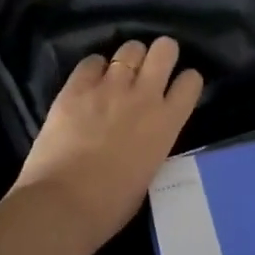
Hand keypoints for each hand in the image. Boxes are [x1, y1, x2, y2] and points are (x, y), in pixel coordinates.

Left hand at [12, 38, 203, 248]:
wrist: (63, 205)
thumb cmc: (111, 205)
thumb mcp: (149, 172)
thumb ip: (153, 144)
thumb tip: (144, 138)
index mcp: (167, 122)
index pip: (191, 81)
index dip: (185, 82)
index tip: (176, 89)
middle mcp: (144, 95)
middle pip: (165, 49)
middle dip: (161, 54)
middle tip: (151, 69)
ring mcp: (109, 87)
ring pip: (130, 49)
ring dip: (128, 59)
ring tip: (118, 74)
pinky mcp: (76, 88)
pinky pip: (91, 61)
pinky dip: (93, 69)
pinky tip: (89, 83)